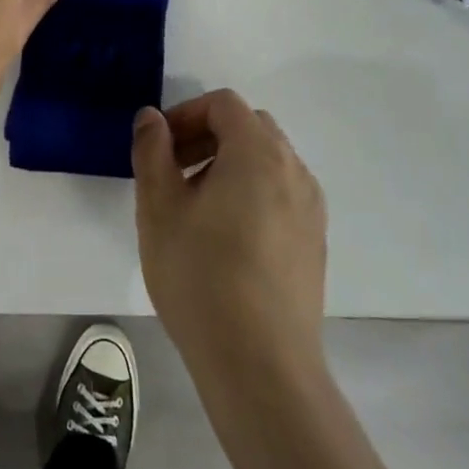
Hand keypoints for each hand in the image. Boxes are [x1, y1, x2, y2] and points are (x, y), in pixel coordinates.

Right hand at [132, 90, 327, 371]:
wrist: (261, 364)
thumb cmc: (201, 276)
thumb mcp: (158, 207)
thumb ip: (152, 151)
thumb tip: (152, 117)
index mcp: (258, 153)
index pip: (224, 104)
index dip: (186, 114)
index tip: (159, 147)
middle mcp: (294, 171)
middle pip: (250, 127)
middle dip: (207, 136)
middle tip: (173, 171)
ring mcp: (311, 209)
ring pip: (268, 161)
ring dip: (229, 164)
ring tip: (195, 207)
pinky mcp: (315, 243)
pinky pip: (281, 194)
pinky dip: (251, 192)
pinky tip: (225, 238)